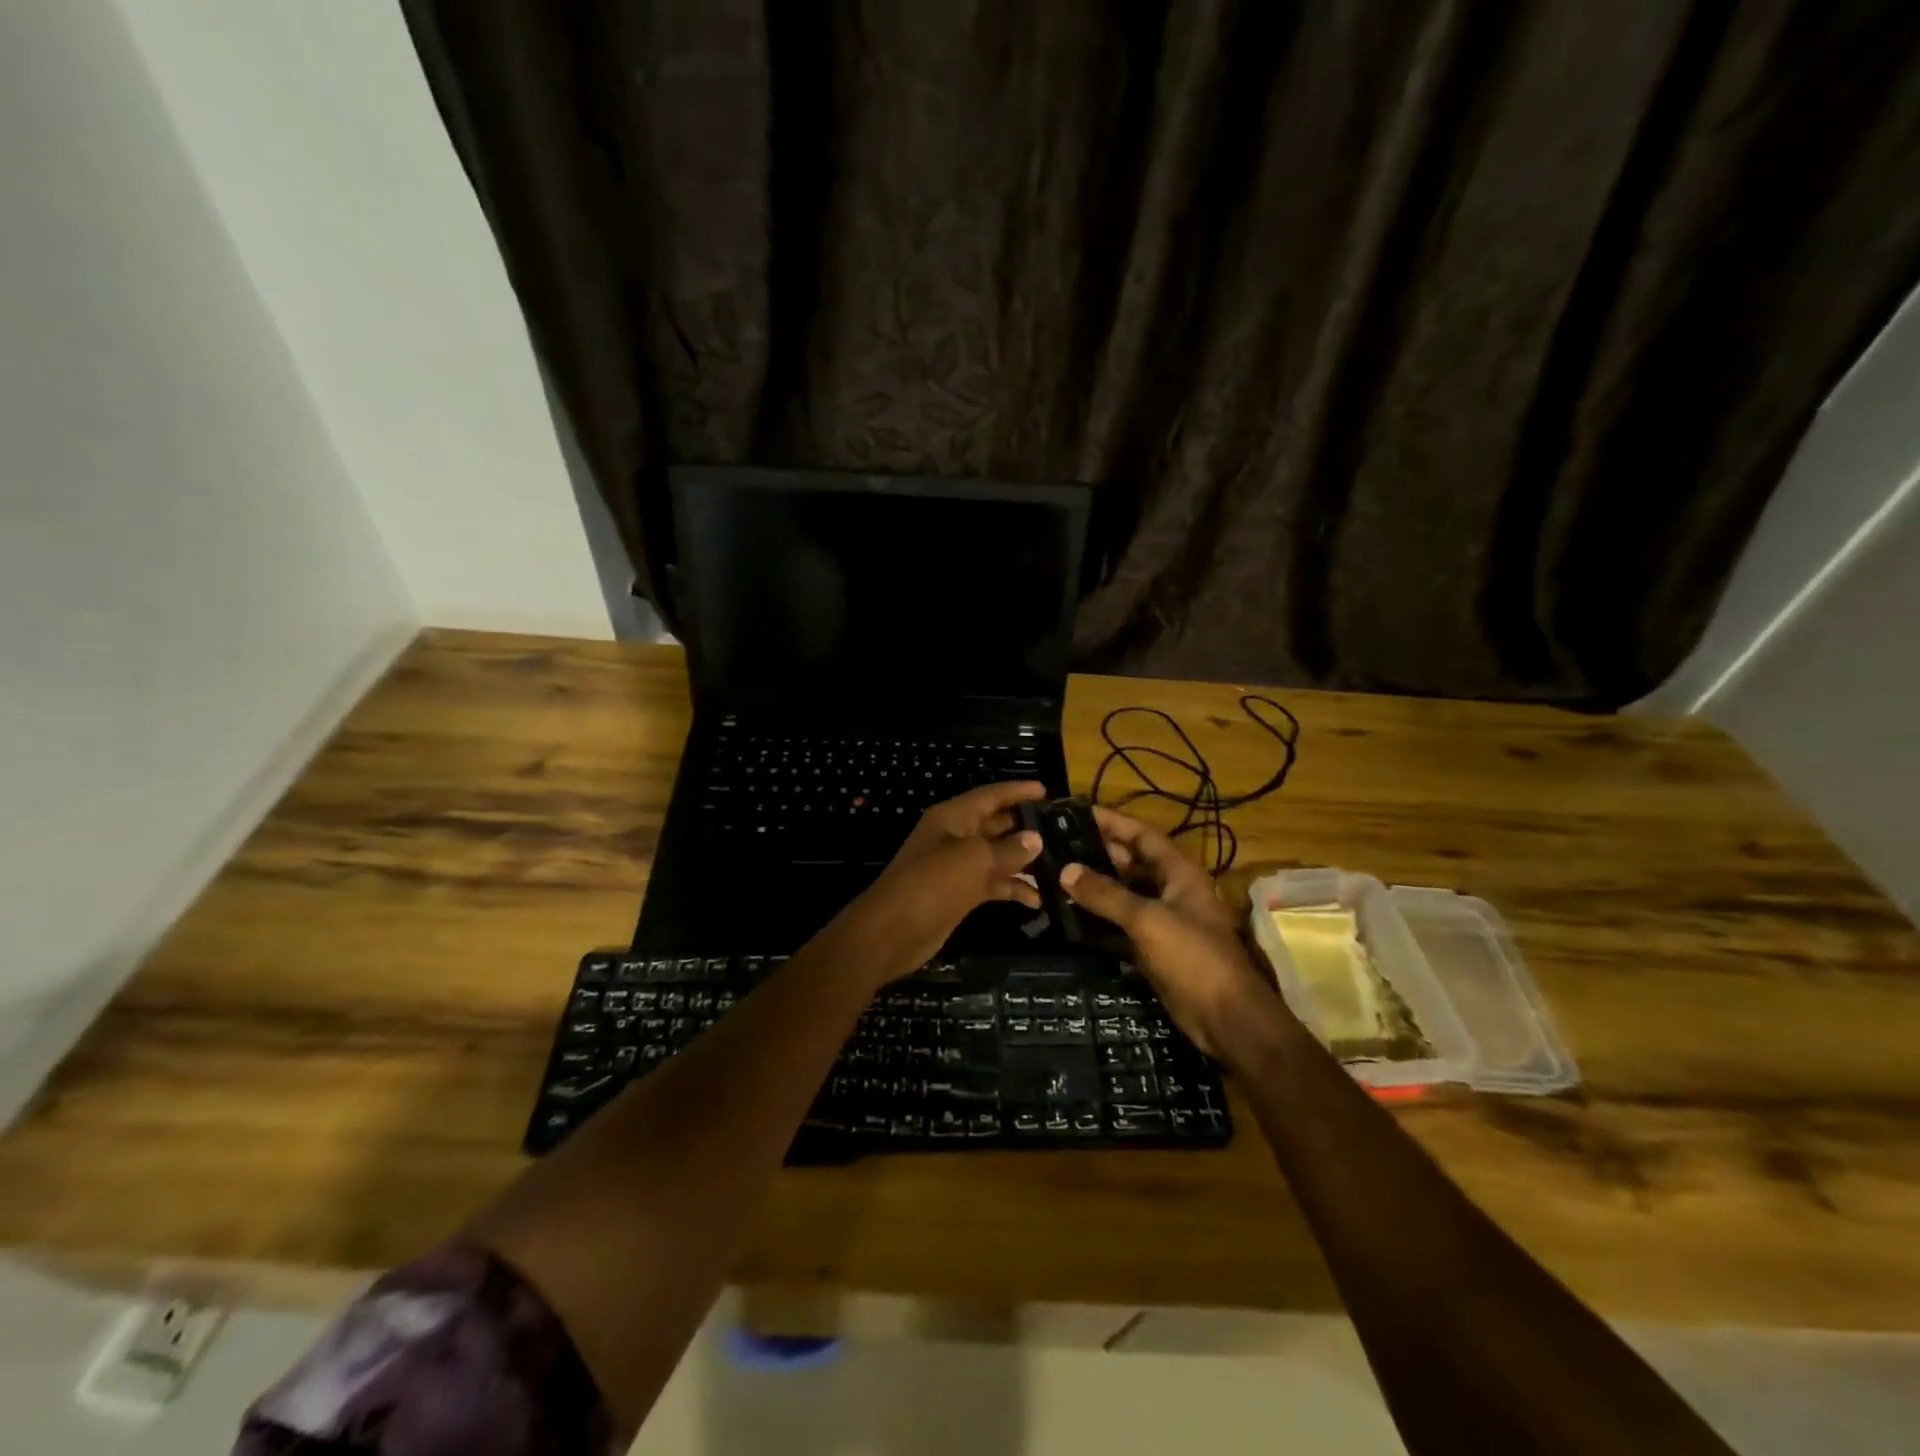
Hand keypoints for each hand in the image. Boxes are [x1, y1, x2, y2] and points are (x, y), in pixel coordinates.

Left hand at [836, 782, 1046, 982]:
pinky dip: (1012, 889)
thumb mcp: (973, 860)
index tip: (1047, 790)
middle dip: (1026, 826)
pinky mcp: (961, 893)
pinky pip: (993, 883)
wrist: (892, 931)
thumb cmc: (931, 883)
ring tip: (1059, 865)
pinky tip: (1037, 900)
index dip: (1017, 791)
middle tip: (1063, 829)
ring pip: (997, 856)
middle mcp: (956, 836)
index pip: (990, 796)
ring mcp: (958, 866)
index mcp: (953, 817)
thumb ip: (1008, 849)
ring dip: (1024, 861)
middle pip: (996, 824)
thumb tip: (1036, 838)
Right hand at [1059, 806, 1276, 1056]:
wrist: (1227, 1018)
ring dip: (1093, 888)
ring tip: (1053, 877)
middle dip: (1095, 853)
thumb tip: (1066, 870)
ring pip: (1122, 894)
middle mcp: (1170, 889)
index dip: (1110, 820)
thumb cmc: (1193, 957)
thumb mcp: (1147, 920)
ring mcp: (1162, 919)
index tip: (1074, 812)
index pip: (1140, 833)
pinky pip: (1120, 924)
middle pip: (1129, 862)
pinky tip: (1068, 917)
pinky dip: (1097, 920)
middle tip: (1054, 847)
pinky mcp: (1153, 947)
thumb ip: (1106, 894)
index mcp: (1178, 871)